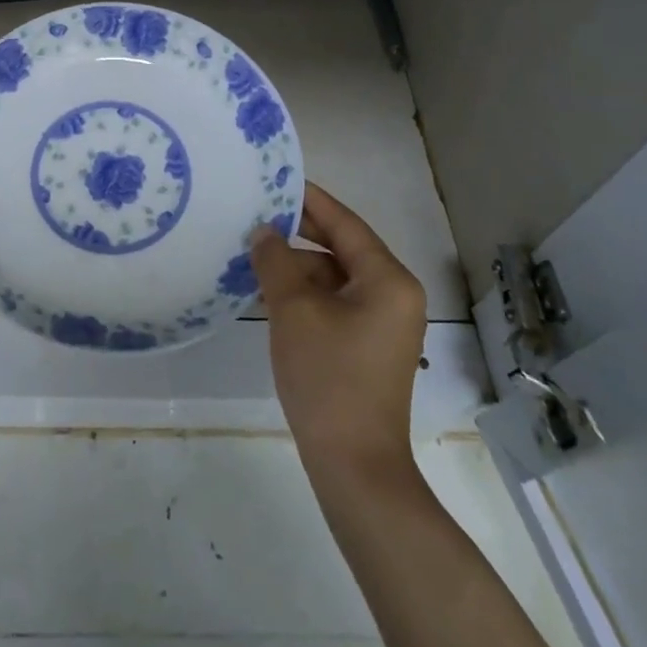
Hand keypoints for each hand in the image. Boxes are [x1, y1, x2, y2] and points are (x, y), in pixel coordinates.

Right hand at [251, 183, 426, 476]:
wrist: (354, 466)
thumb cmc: (328, 378)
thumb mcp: (293, 311)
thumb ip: (276, 261)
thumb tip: (263, 231)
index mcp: (388, 279)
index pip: (345, 224)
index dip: (310, 200)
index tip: (278, 180)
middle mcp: (394, 294)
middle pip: (342, 249)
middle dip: (298, 235)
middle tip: (257, 215)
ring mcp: (383, 323)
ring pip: (335, 278)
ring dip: (297, 268)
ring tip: (253, 257)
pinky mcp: (368, 346)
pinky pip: (335, 303)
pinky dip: (305, 295)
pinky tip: (268, 294)